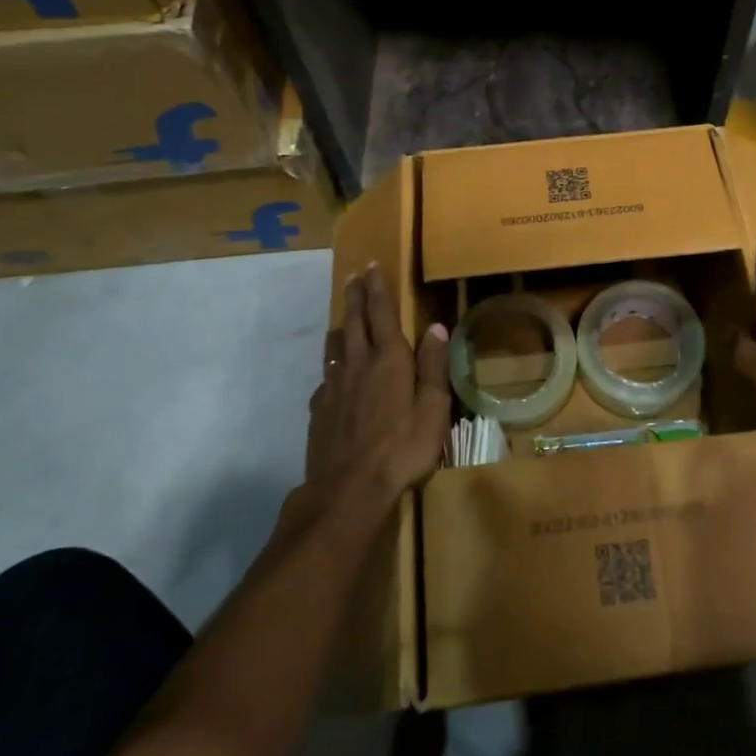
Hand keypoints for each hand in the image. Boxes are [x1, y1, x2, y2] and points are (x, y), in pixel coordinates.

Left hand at [309, 264, 450, 507]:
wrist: (348, 490)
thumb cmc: (402, 449)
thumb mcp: (433, 409)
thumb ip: (433, 367)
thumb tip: (436, 328)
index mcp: (389, 360)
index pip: (382, 313)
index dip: (378, 288)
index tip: (372, 265)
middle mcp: (358, 365)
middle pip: (354, 322)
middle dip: (355, 296)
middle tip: (353, 276)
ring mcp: (334, 387)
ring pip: (336, 346)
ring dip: (341, 326)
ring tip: (344, 319)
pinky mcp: (319, 409)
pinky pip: (326, 377)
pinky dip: (333, 367)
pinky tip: (335, 377)